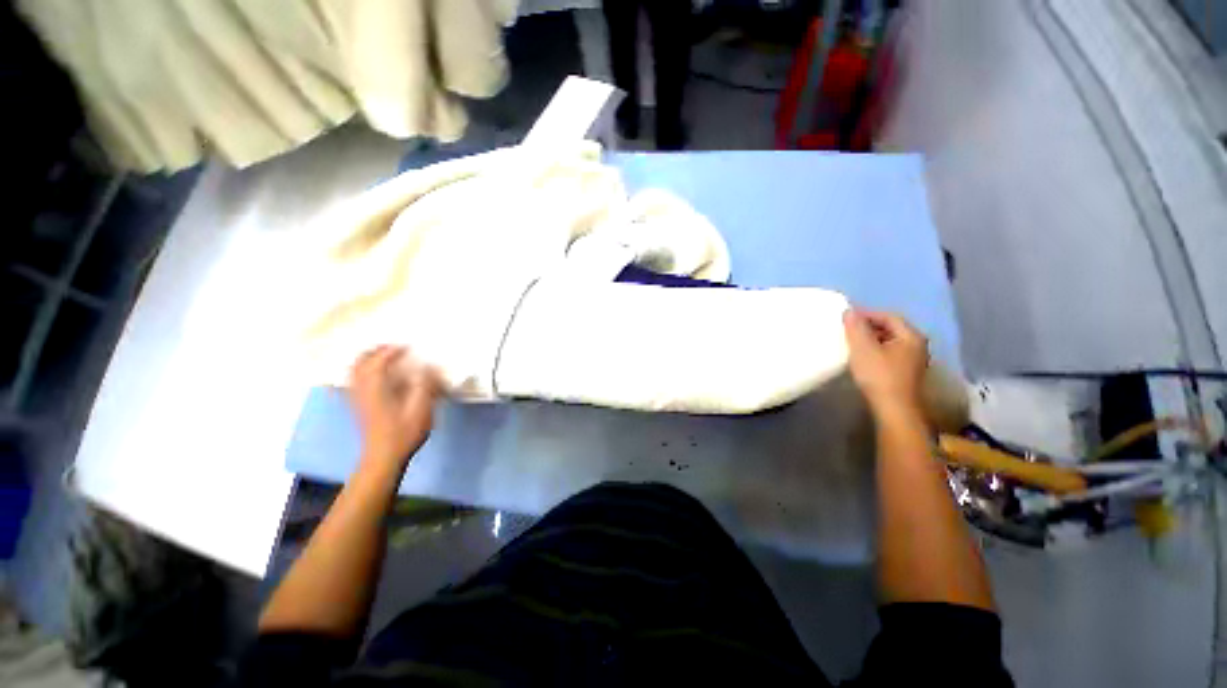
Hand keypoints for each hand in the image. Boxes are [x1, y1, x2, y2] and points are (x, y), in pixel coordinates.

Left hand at [349, 346, 440, 468]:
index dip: (392, 351)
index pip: (378, 361)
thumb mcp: (421, 408)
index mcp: (376, 388)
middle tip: (392, 347)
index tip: (407, 346)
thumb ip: (425, 385)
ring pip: (354, 372)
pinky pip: (354, 382)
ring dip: (367, 360)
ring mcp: (356, 399)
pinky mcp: (357, 407)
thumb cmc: (403, 433)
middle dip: (374, 351)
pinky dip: (363, 372)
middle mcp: (361, 390)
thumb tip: (428, 367)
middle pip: (359, 363)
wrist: (383, 458)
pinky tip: (376, 377)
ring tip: (384, 358)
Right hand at [843, 308, 928, 418]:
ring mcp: (913, 360)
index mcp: (911, 336)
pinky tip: (861, 357)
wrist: (894, 410)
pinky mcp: (906, 373)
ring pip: (889, 342)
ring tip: (851, 342)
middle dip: (868, 326)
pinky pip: (889, 353)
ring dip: (870, 339)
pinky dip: (875, 350)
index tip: (846, 317)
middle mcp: (917, 345)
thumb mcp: (863, 348)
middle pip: (891, 328)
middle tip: (847, 329)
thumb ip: (856, 327)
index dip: (867, 314)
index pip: (888, 316)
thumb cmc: (879, 376)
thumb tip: (850, 311)